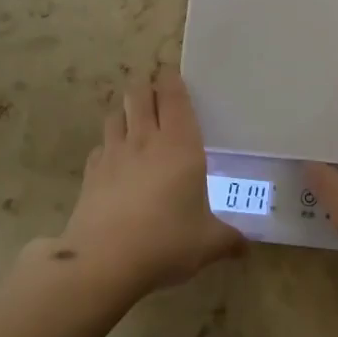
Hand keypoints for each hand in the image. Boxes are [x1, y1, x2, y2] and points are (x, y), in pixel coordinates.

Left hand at [51, 67, 243, 293]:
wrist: (104, 261)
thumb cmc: (166, 242)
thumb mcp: (208, 243)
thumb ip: (229, 240)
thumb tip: (246, 248)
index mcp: (180, 145)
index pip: (174, 96)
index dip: (172, 80)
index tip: (173, 75)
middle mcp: (145, 140)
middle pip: (139, 94)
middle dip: (146, 86)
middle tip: (155, 93)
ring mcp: (113, 153)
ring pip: (116, 114)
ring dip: (125, 111)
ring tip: (134, 121)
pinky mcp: (91, 172)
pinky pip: (100, 146)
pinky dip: (108, 145)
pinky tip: (114, 160)